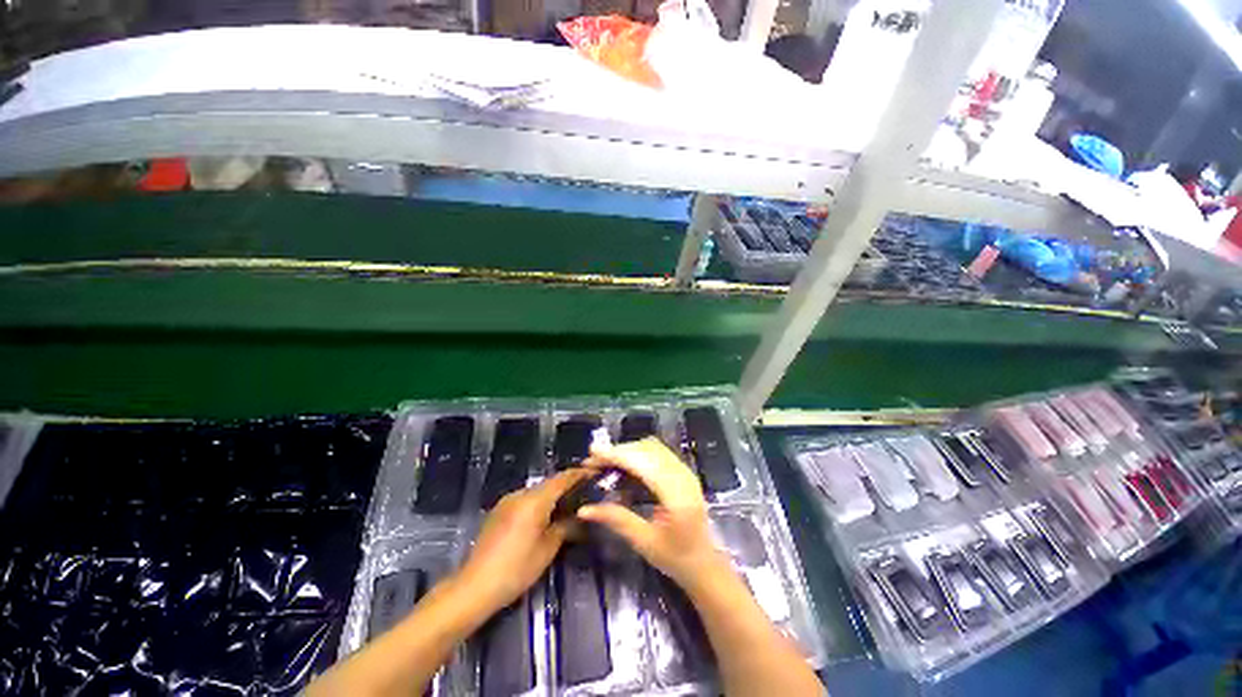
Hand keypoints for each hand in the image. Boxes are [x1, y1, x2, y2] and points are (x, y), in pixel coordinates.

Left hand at [453, 469, 587, 617]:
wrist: (474, 586)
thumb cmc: (516, 569)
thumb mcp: (547, 549)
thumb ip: (566, 526)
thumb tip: (580, 515)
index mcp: (534, 500)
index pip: (562, 479)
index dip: (579, 474)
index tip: (594, 473)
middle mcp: (520, 494)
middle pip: (549, 483)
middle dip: (567, 485)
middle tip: (584, 492)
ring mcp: (507, 501)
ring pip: (536, 491)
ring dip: (552, 494)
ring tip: (567, 505)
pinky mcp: (499, 510)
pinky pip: (525, 499)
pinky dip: (538, 502)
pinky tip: (544, 516)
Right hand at [577, 439, 729, 591]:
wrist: (705, 564)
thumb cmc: (676, 558)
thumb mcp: (644, 542)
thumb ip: (616, 520)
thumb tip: (583, 509)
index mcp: (675, 494)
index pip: (643, 463)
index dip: (616, 454)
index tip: (592, 453)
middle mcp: (682, 475)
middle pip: (646, 450)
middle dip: (618, 452)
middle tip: (594, 461)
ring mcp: (685, 471)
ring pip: (652, 447)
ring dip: (628, 450)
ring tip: (605, 462)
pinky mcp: (683, 471)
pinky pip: (658, 452)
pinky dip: (638, 453)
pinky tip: (624, 465)